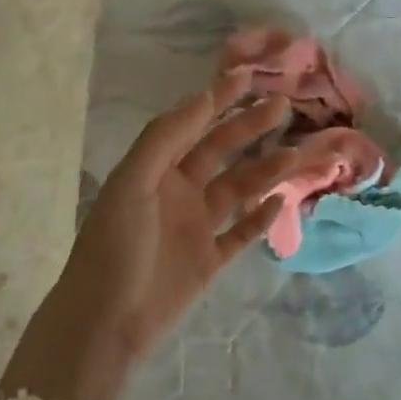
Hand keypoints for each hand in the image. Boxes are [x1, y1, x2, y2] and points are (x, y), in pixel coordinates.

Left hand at [0, 75, 292, 399]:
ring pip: (238, 189)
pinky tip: (281, 202)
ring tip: (295, 155)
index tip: (248, 76)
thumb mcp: (133, 183)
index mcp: (156, 170)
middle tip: (283, 107)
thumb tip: (203, 96)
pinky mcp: (210, 261)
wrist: (105, 323)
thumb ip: (166, 138)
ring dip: (265, 170)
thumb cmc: (114, 246)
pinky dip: (261, 218)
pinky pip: (241, 233)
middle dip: (249, 128)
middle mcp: (178, 191)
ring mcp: (196, 227)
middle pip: (221, 151)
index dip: (218, 99)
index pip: (192, 124)